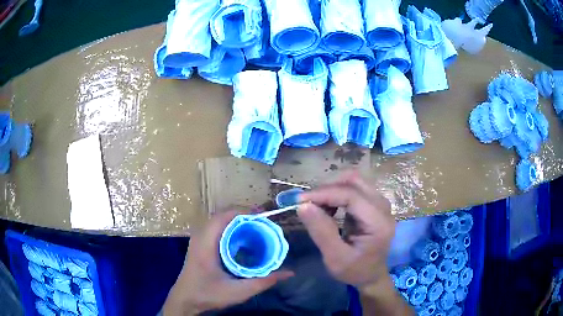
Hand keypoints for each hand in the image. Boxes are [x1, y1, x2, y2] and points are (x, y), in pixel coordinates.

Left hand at [163, 211, 293, 314]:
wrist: (185, 299)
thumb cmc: (208, 294)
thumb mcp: (238, 291)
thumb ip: (263, 282)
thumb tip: (289, 273)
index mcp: (206, 243)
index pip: (223, 217)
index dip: (244, 212)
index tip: (264, 215)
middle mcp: (200, 236)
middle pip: (222, 215)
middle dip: (244, 214)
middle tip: (264, 222)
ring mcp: (198, 238)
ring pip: (218, 220)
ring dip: (237, 219)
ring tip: (256, 226)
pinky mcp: (199, 243)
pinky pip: (216, 227)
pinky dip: (230, 226)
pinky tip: (242, 237)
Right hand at [297, 171, 394, 286]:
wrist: (371, 275)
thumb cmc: (355, 271)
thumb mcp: (335, 258)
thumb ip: (321, 231)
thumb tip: (302, 205)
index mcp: (378, 222)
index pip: (352, 195)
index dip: (325, 193)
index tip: (300, 200)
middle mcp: (383, 207)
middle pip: (354, 181)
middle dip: (327, 188)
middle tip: (308, 204)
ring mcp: (379, 203)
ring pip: (353, 181)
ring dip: (332, 190)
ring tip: (317, 207)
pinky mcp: (373, 203)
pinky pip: (353, 188)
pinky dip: (336, 194)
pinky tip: (328, 209)